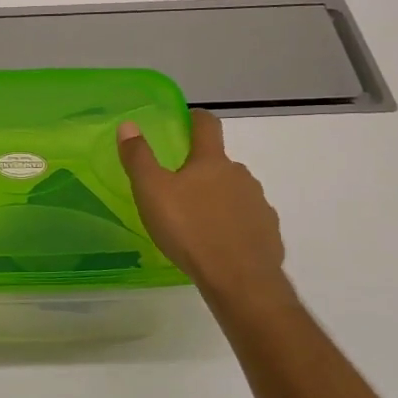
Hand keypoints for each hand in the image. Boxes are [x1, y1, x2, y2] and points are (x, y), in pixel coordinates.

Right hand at [118, 110, 296, 316]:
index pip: (207, 125)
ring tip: (197, 222)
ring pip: (234, 192)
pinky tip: (218, 245)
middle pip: (220, 163)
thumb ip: (139, 158)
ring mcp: (259, 204)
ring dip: (217, 199)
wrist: (239, 279)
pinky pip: (247, 221)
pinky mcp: (268, 232)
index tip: (186, 120)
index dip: (195, 118)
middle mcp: (240, 175)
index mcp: (211, 162)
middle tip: (178, 190)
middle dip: (201, 170)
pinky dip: (233, 225)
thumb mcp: (152, 192)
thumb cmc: (189, 230)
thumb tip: (129, 124)